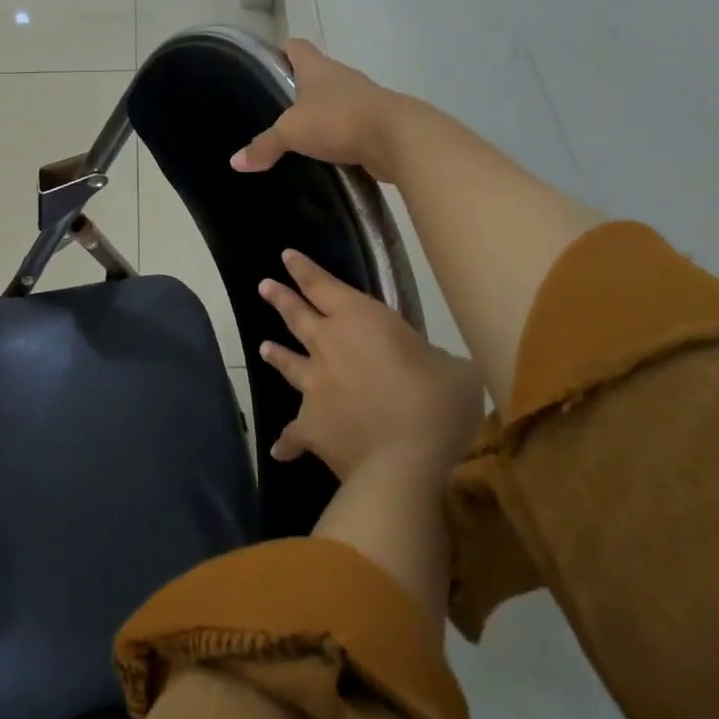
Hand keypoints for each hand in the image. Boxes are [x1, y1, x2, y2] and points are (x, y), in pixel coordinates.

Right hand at [231, 39, 422, 181]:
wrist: (397, 139)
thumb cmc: (338, 120)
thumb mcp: (291, 133)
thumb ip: (264, 145)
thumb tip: (235, 162)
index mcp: (317, 68)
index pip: (295, 47)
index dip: (280, 52)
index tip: (267, 66)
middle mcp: (341, 77)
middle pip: (315, 74)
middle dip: (297, 89)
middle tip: (275, 109)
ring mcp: (362, 99)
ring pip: (334, 101)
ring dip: (320, 114)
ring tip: (298, 135)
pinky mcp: (376, 123)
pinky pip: (350, 125)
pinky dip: (338, 136)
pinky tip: (324, 153)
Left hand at [257, 248, 484, 479]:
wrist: (404, 462)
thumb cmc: (437, 404)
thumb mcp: (455, 371)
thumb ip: (436, 361)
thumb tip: (435, 369)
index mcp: (360, 320)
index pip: (323, 285)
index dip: (304, 270)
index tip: (286, 256)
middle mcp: (328, 345)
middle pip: (298, 317)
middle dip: (281, 299)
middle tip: (264, 287)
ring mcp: (315, 386)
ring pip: (289, 364)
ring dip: (277, 355)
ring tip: (263, 348)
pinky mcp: (311, 426)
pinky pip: (294, 433)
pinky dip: (287, 442)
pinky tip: (279, 450)